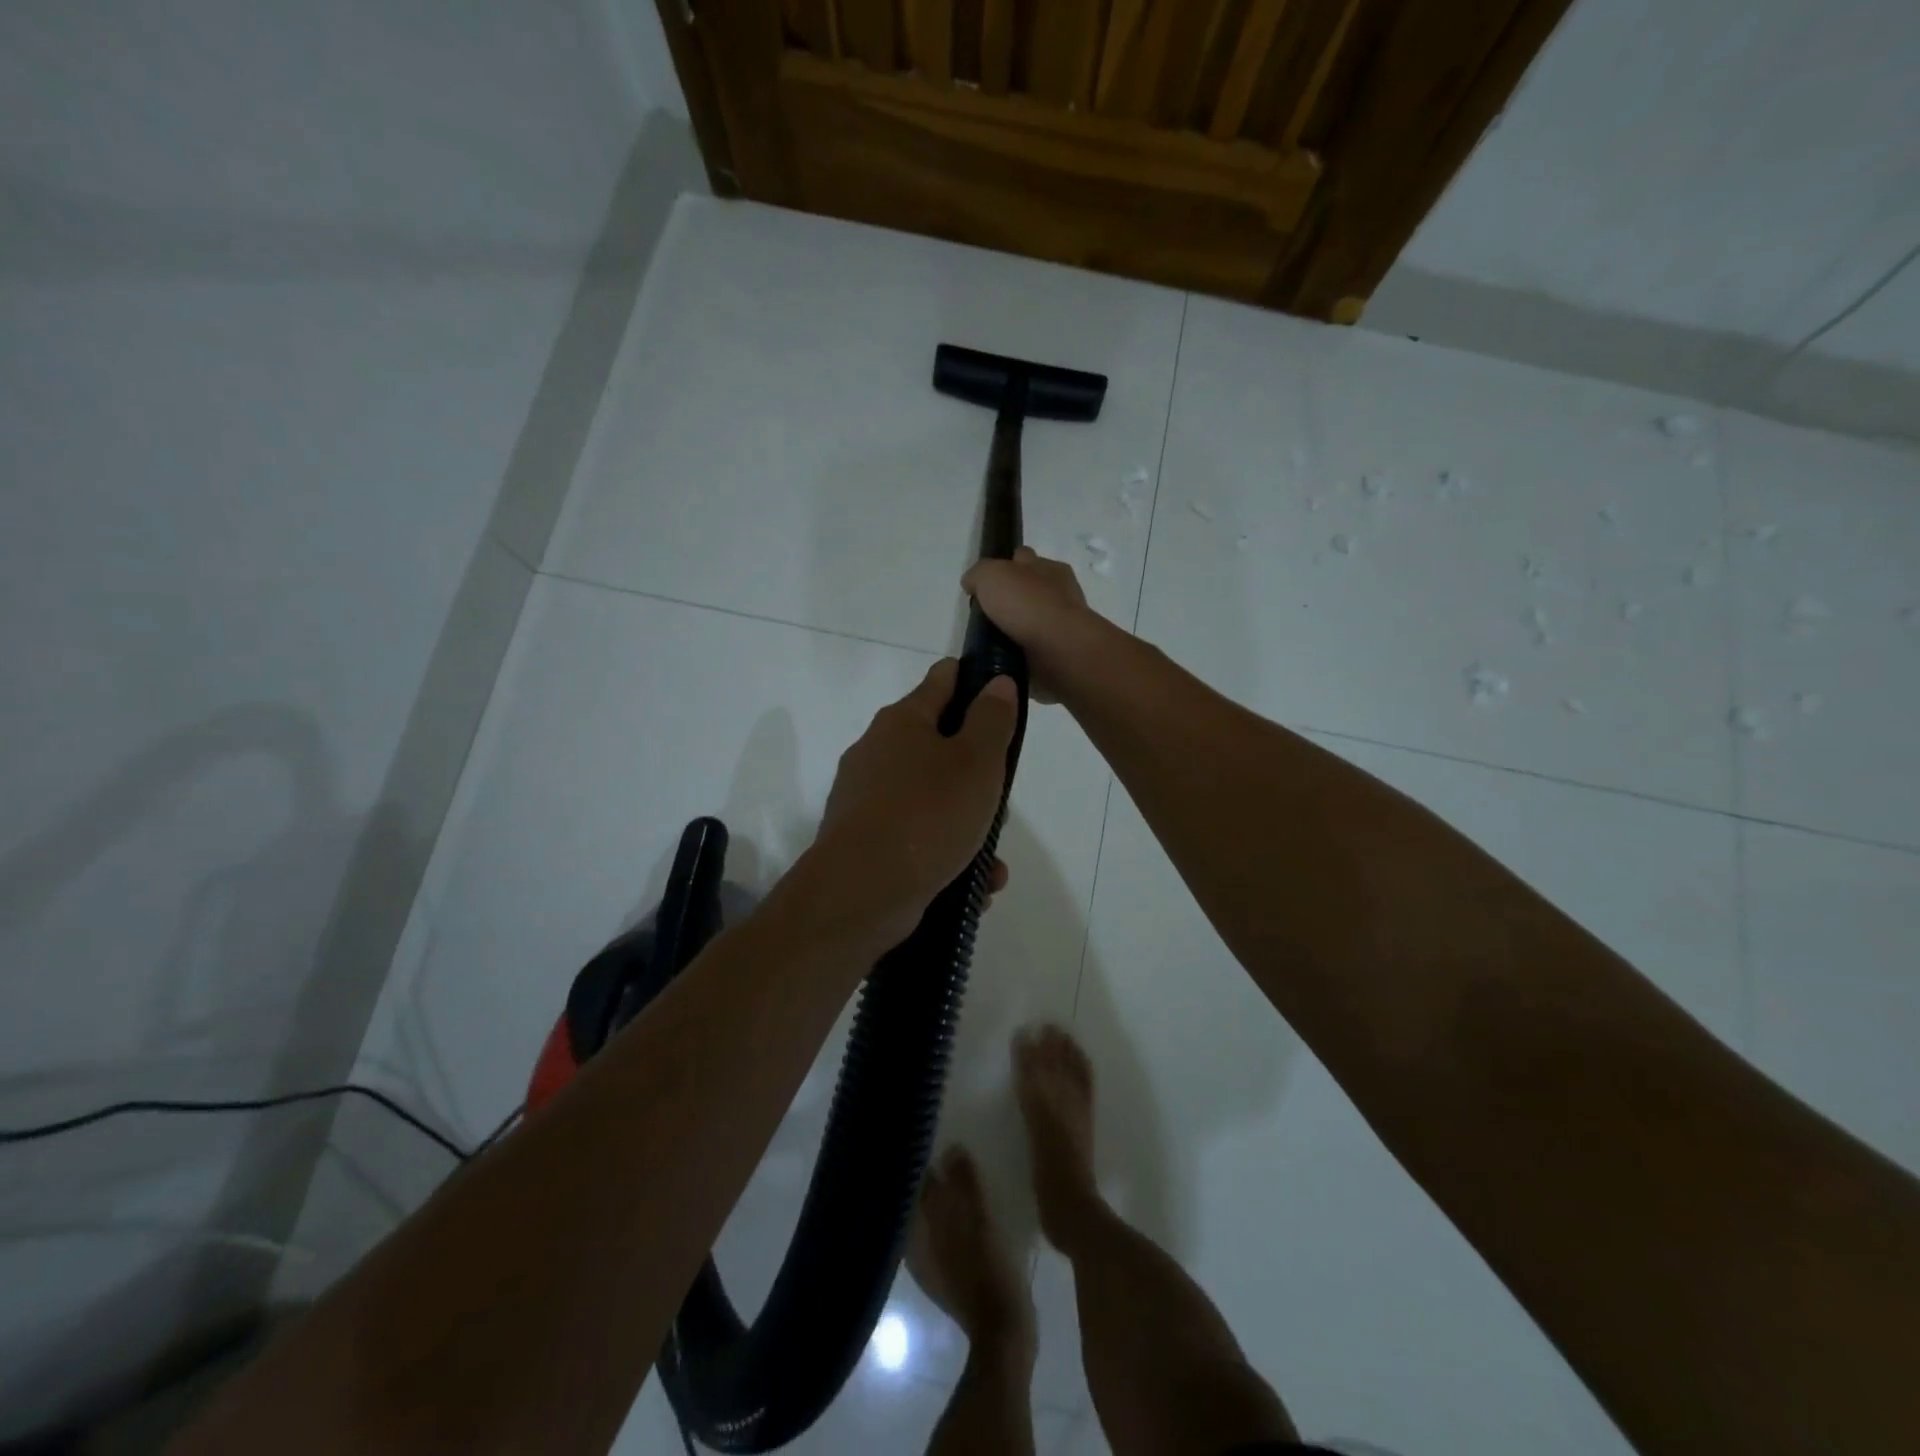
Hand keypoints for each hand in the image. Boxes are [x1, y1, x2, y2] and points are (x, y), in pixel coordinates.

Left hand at [812, 659, 1019, 944]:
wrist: (860, 893)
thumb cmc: (927, 815)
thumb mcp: (977, 762)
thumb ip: (992, 719)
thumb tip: (996, 682)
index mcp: (902, 722)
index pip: (942, 680)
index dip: (974, 680)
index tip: (1002, 694)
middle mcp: (877, 752)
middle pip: (938, 746)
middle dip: (976, 773)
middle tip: (1000, 800)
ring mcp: (866, 799)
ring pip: (931, 799)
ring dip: (967, 824)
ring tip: (992, 858)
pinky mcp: (865, 842)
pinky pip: (916, 837)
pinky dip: (945, 854)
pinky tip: (973, 884)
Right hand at [961, 547, 1096, 703]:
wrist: (1059, 649)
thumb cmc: (1027, 605)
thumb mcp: (991, 575)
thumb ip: (979, 574)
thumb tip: (972, 583)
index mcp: (1048, 567)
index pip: (1023, 558)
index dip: (1003, 566)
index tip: (985, 584)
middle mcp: (1059, 592)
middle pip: (1029, 590)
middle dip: (1011, 599)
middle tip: (986, 614)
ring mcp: (1063, 624)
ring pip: (1032, 621)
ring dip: (1016, 628)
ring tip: (991, 640)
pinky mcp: (1061, 652)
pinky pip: (1036, 648)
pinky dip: (1023, 651)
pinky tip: (1007, 657)